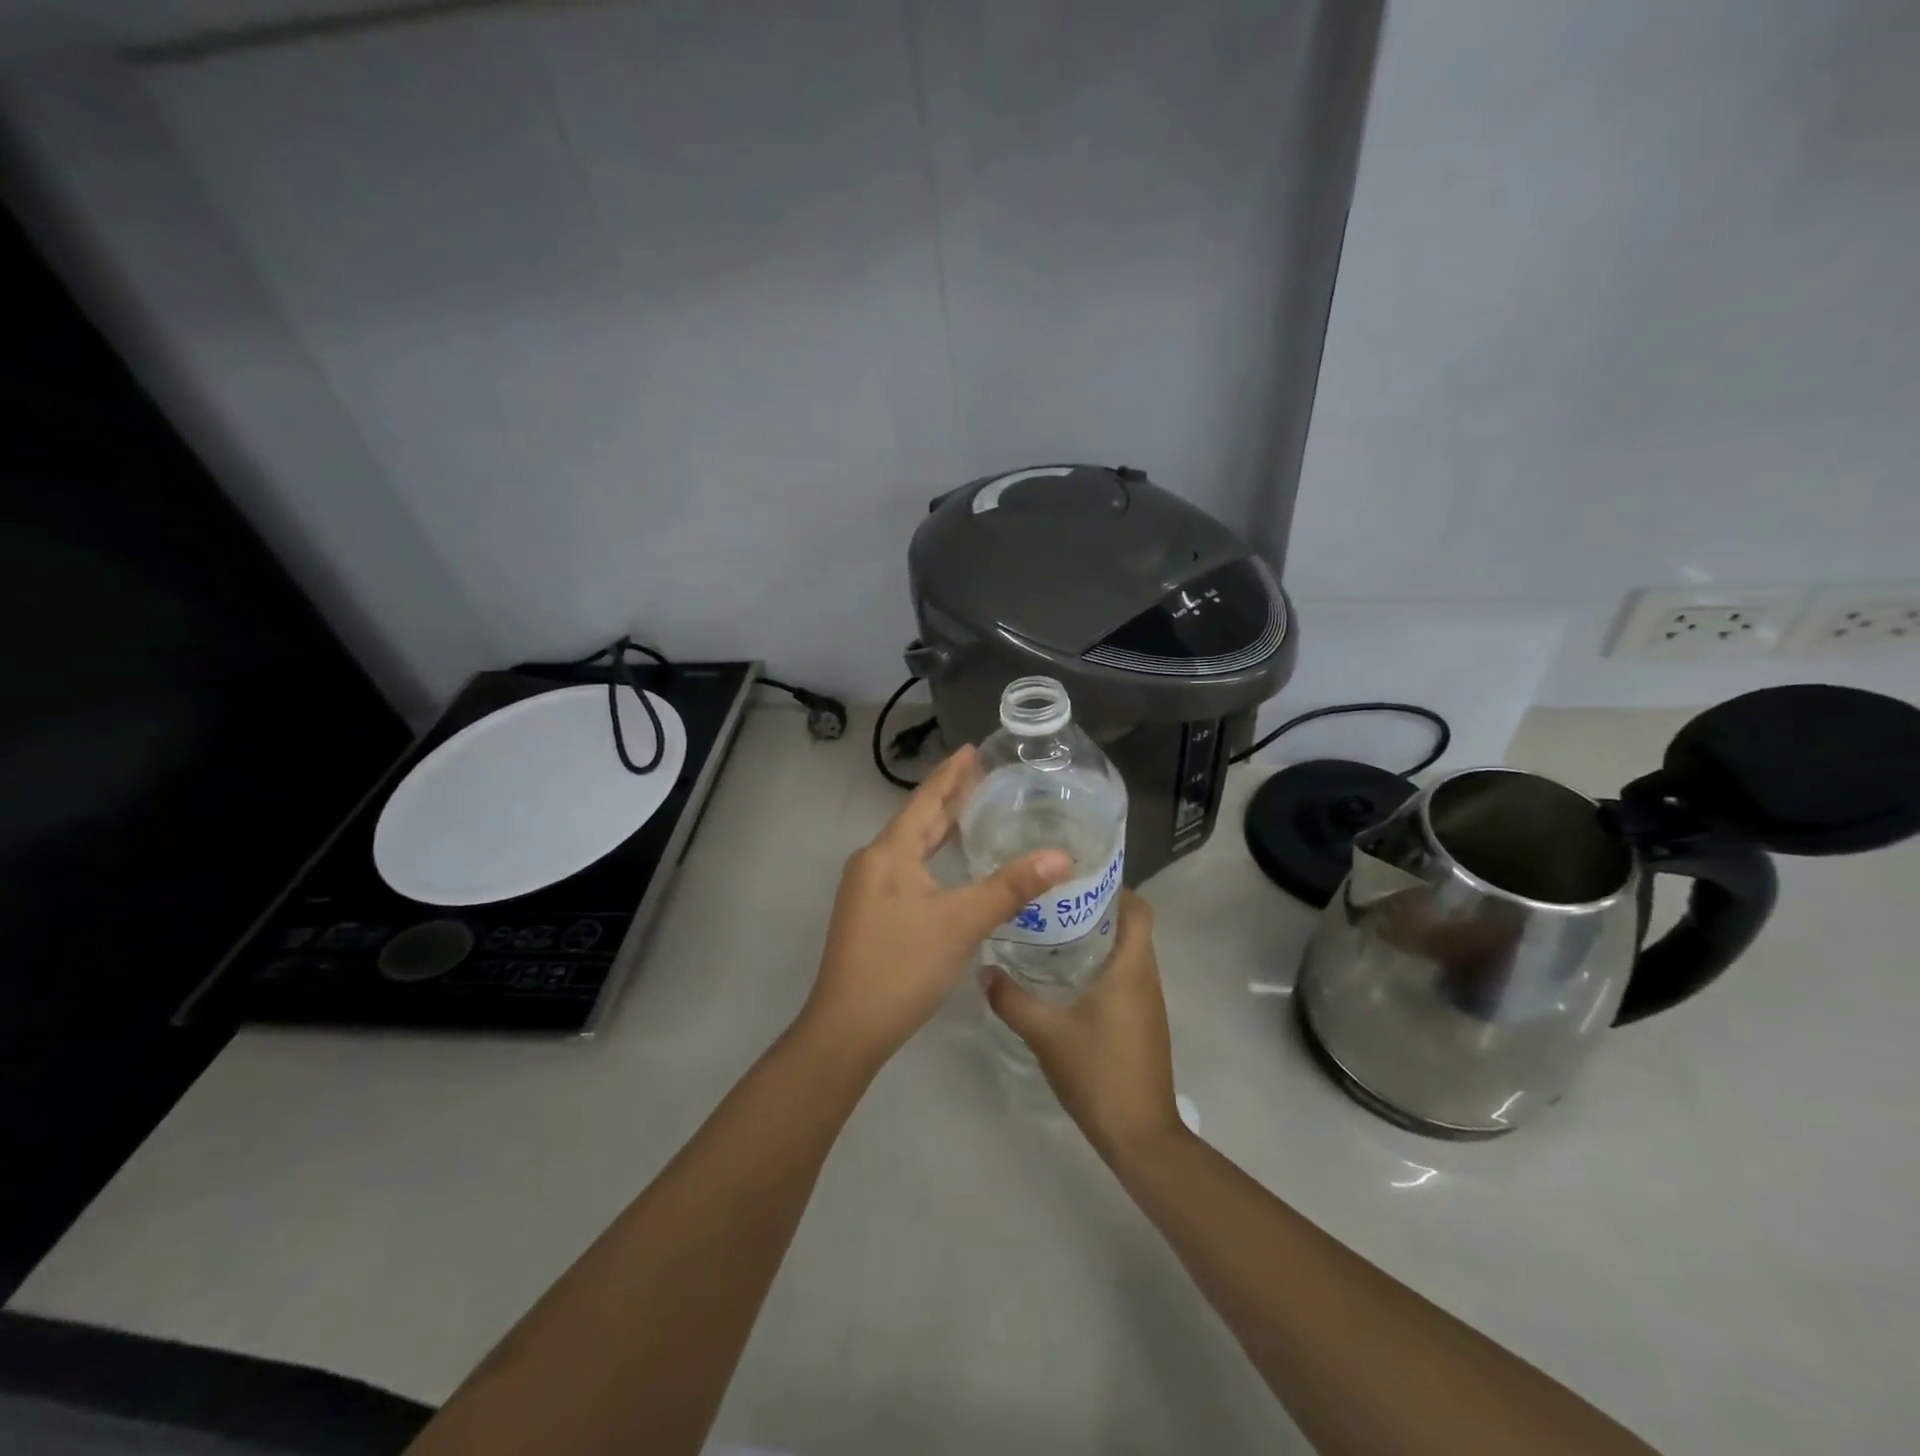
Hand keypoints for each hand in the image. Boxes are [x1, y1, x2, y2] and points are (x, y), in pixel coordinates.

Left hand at [803, 746, 1072, 1066]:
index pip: (925, 799)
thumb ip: (1010, 887)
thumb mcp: (961, 923)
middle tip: (984, 777)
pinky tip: (951, 865)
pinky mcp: (870, 913)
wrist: (847, 1028)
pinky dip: (932, 857)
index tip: (972, 749)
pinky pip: (906, 869)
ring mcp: (867, 889)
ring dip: (940, 829)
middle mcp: (873, 862)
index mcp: (888, 852)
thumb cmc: (902, 966)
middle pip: (916, 820)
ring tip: (973, 812)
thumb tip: (1061, 857)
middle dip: (949, 798)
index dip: (951, 773)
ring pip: (910, 847)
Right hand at [983, 890, 1182, 1159]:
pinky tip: (1066, 978)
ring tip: (1053, 931)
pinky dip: (1101, 966)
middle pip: (1131, 926)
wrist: (1140, 1135)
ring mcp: (1148, 1002)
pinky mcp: (1143, 1022)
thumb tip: (983, 969)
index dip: (1114, 886)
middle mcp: (1146, 977)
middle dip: (1096, 908)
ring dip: (1098, 938)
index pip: (1138, 908)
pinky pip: (1125, 977)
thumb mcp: (1045, 1033)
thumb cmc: (1099, 1072)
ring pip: (1127, 953)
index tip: (1076, 877)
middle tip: (1051, 901)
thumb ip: (1011, 999)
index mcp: (1131, 967)